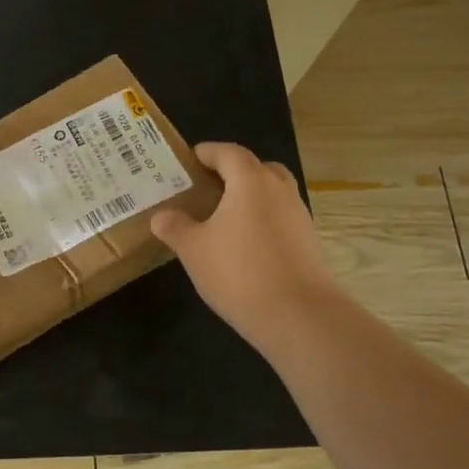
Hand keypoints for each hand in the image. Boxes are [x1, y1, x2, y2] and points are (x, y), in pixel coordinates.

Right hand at [150, 142, 339, 351]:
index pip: (228, 153)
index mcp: (251, 182)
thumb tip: (161, 216)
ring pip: (272, 195)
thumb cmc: (238, 271)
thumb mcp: (193, 249)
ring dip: (249, 199)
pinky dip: (261, 222)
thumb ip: (174, 227)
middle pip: (257, 169)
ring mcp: (299, 217)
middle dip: (233, 173)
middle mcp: (279, 191)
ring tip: (221, 219)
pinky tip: (242, 246)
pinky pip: (280, 219)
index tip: (189, 160)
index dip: (207, 152)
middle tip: (207, 188)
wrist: (298, 315)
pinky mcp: (308, 243)